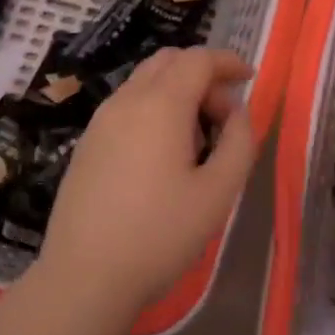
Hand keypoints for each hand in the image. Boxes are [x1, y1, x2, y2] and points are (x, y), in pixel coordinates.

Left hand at [39, 48, 255, 308]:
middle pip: (167, 61)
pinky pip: (127, 107)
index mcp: (160, 105)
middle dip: (202, 73)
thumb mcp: (218, 192)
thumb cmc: (160, 234)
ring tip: (198, 139)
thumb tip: (236, 112)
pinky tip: (163, 155)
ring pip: (144, 82)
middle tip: (224, 113)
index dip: (227, 62)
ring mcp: (99, 122)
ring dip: (177, 91)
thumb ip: (239, 141)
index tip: (249, 79)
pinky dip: (154, 109)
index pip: (197, 59)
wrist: (85, 276)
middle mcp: (125, 101)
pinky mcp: (86, 144)